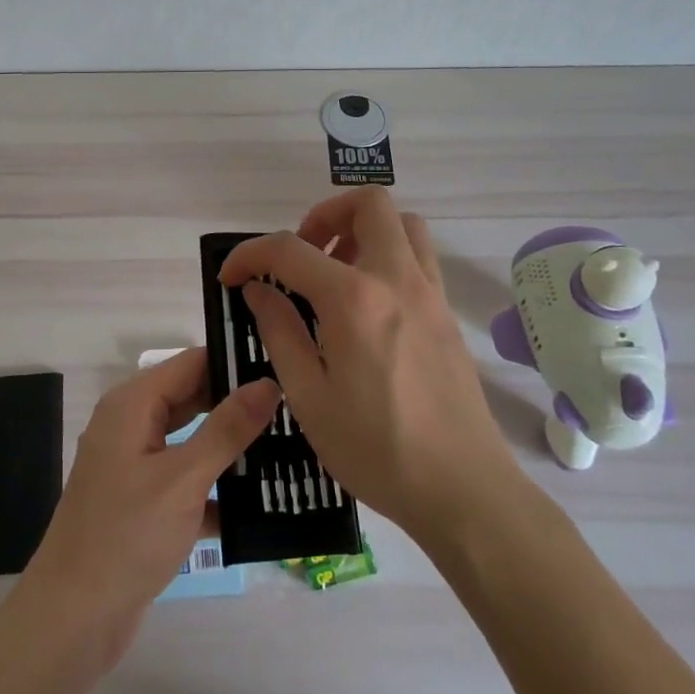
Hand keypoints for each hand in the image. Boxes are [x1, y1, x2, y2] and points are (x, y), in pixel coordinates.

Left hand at [23, 348, 277, 663]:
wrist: (73, 619)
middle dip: (239, 402)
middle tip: (297, 405)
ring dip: (233, 445)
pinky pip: (188, 478)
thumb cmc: (126, 536)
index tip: (285, 364)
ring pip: (193, 440)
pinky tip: (265, 498)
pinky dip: (218, 485)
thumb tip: (267, 382)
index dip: (234, 360)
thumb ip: (227, 428)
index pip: (192, 362)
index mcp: (133, 405)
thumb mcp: (183, 478)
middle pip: (193, 398)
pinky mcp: (144, 502)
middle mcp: (132, 425)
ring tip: (293, 443)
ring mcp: (136, 465)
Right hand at [219, 189, 517, 540]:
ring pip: (401, 224)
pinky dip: (386, 256)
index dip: (251, 254)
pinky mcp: (446, 313)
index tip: (231, 277)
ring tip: (334, 275)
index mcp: (354, 300)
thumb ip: (280, 331)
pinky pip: (418, 257)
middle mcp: (397, 279)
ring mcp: (430, 293)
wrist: (463, 489)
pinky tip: (366, 306)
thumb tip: (258, 289)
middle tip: (300, 259)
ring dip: (362, 230)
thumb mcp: (308, 396)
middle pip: (367, 204)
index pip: (290, 249)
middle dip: (322, 216)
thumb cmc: (376, 449)